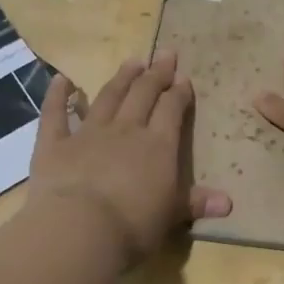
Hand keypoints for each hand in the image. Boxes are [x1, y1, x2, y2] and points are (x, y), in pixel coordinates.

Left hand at [30, 51, 231, 266]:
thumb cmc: (134, 226)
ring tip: (132, 61)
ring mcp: (88, 133)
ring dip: (121, 78)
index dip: (179, 93)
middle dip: (156, 74)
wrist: (79, 229)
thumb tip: (229, 203)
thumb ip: (196, 203)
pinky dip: (57, 95)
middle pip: (144, 94)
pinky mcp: (54, 144)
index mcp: (158, 146)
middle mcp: (126, 130)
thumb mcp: (171, 216)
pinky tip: (61, 79)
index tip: (183, 78)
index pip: (172, 110)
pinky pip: (56, 113)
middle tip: (164, 54)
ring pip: (108, 97)